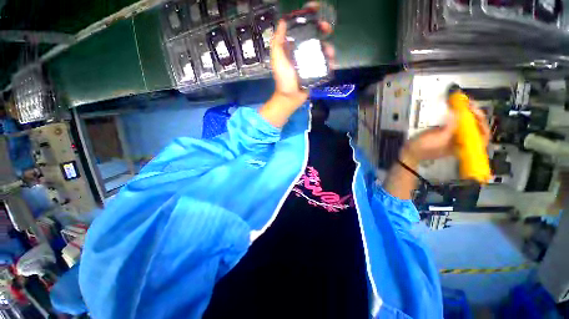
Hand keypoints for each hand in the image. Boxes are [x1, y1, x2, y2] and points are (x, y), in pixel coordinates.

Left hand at [270, 6, 333, 107]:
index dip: (308, 16)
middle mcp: (302, 50)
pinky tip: (331, 61)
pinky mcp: (316, 71)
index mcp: (292, 45)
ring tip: (329, 51)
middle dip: (322, 29)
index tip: (315, 9)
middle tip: (326, 29)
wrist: (290, 96)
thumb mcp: (277, 58)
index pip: (300, 27)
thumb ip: (278, 41)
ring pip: (322, 48)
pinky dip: (330, 60)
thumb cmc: (283, 78)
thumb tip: (283, 21)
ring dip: (328, 46)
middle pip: (314, 35)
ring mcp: (310, 61)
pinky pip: (325, 63)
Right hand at [400, 104, 490, 166]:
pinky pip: (455, 123)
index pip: (482, 134)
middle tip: (467, 103)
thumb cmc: (424, 148)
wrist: (409, 153)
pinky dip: (455, 116)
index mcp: (463, 145)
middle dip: (473, 114)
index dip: (481, 121)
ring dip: (465, 113)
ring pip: (466, 124)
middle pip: (475, 126)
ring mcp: (454, 137)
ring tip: (461, 103)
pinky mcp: (445, 134)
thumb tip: (459, 113)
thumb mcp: (438, 138)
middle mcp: (462, 141)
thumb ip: (451, 126)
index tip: (474, 110)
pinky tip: (452, 109)